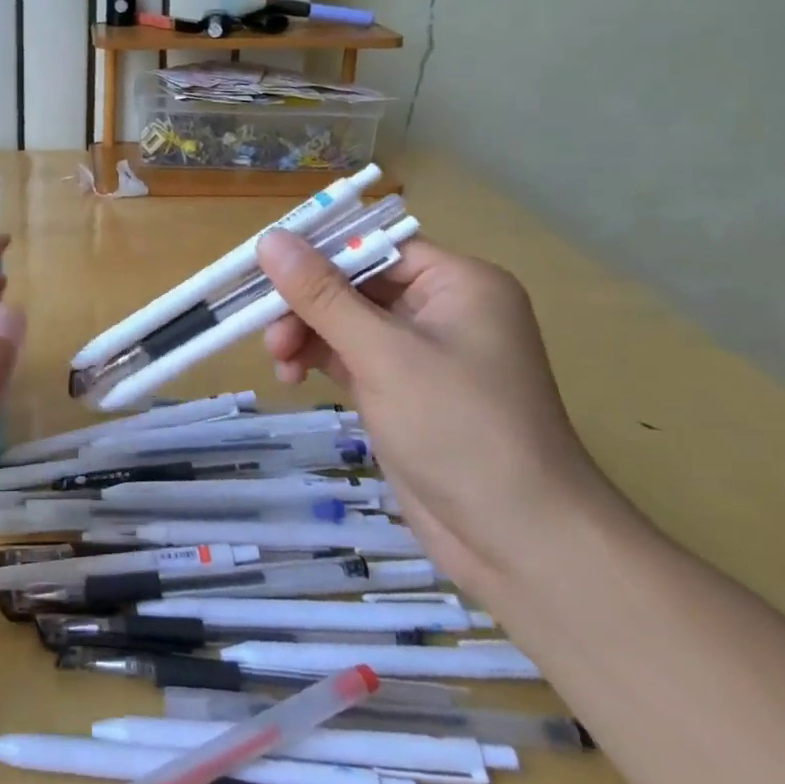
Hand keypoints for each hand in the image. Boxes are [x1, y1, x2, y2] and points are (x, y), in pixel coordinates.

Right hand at [257, 230, 610, 591]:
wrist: (521, 545)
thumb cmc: (460, 430)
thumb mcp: (383, 354)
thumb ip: (322, 295)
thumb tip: (269, 238)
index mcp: (457, 283)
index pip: (374, 245)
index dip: (318, 250)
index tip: (263, 264)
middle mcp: (442, 309)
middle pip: (353, 283)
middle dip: (307, 304)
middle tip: (267, 329)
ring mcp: (421, 353)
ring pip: (344, 321)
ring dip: (306, 334)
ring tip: (280, 361)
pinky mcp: (402, 390)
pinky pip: (348, 356)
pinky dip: (317, 360)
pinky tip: (292, 376)